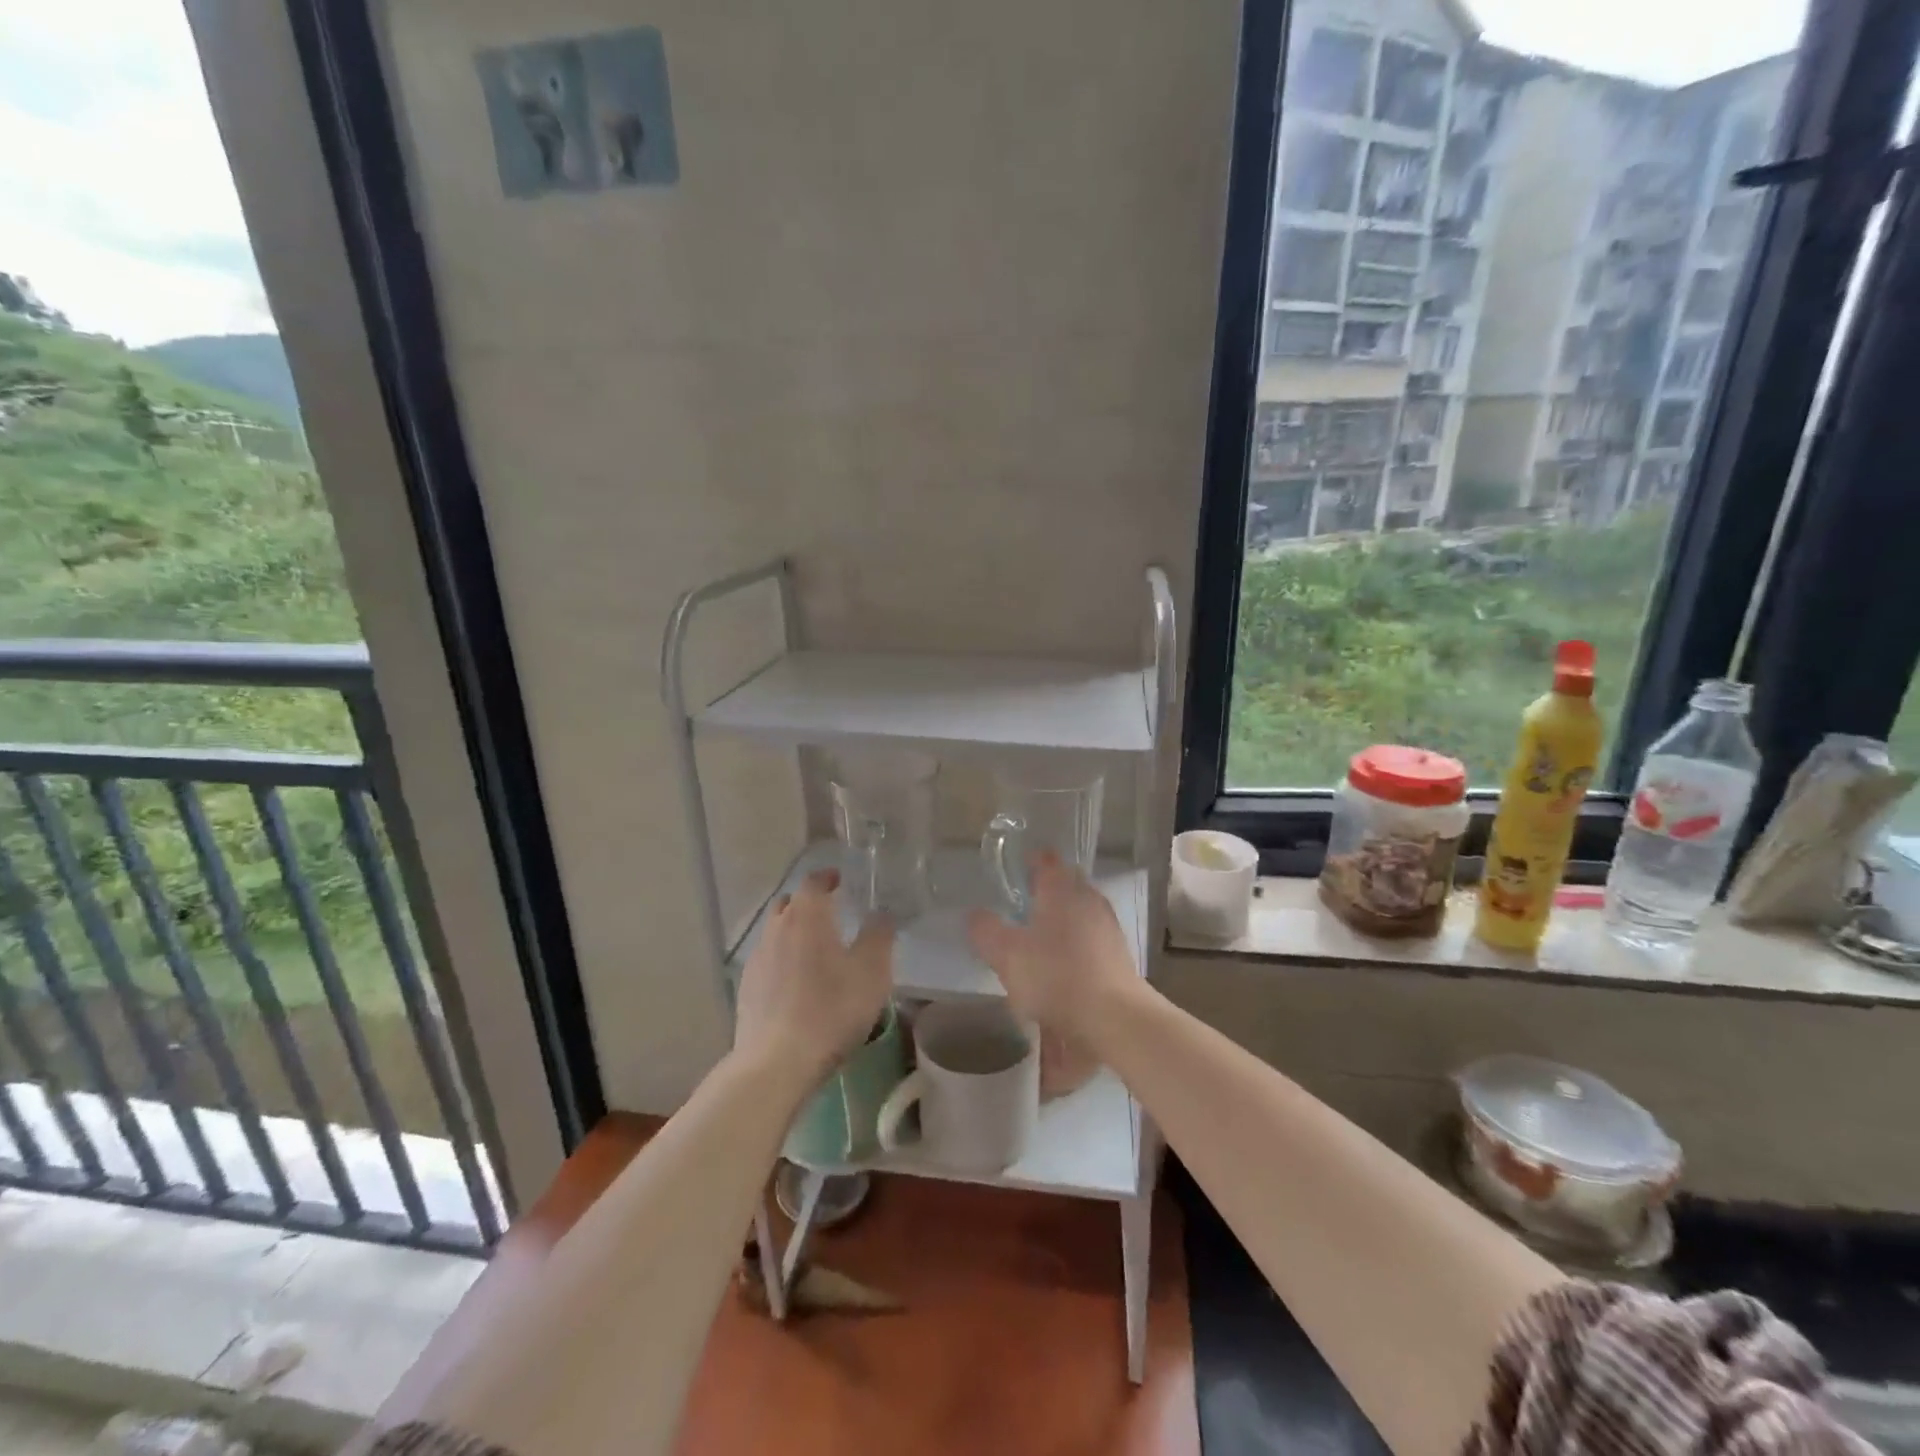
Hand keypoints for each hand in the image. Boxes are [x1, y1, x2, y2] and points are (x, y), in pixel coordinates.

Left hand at [733, 868, 894, 1084]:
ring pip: (776, 932)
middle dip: (809, 903)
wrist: (777, 1061)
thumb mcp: (872, 971)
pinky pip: (768, 961)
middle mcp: (777, 928)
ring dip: (794, 933)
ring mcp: (757, 959)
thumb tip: (882, 912)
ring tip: (816, 951)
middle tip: (832, 915)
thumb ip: (879, 935)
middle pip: (790, 904)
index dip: (828, 878)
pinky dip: (783, 961)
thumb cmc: (831, 1009)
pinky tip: (797, 984)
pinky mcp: (747, 988)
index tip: (842, 881)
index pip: (813, 881)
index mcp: (807, 916)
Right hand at [966, 852, 1138, 1043]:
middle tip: (1024, 902)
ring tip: (1041, 935)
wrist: (1115, 1018)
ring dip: (1063, 917)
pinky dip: (1077, 944)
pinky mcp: (1119, 955)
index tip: (1017, 868)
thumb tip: (976, 914)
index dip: (1031, 860)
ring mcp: (1108, 927)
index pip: (1046, 860)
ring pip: (1081, 911)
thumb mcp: (1006, 955)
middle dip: (1048, 890)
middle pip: (1067, 884)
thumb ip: (986, 931)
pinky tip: (1063, 964)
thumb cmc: (1056, 976)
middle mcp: (1088, 899)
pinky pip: (1092, 938)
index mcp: (1060, 889)